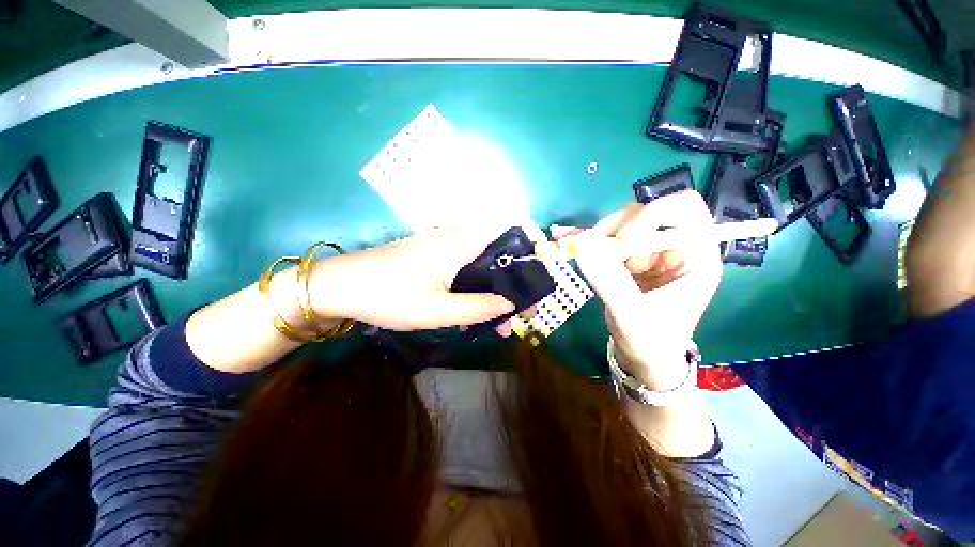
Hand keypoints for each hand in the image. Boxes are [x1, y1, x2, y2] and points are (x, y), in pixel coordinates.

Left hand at [309, 228, 515, 331]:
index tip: (540, 265)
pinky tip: (476, 312)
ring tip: (500, 322)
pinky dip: (479, 288)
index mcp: (460, 242)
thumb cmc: (387, 296)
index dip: (529, 238)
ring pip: (483, 263)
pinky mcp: (435, 257)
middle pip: (500, 250)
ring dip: (496, 288)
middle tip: (521, 312)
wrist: (340, 286)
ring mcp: (444, 247)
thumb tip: (511, 304)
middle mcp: (456, 238)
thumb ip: (478, 306)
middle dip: (516, 279)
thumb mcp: (437, 310)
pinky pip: (467, 268)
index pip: (507, 224)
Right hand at [553, 191, 721, 388]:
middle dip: (617, 226)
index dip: (652, 215)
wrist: (643, 357)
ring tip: (577, 249)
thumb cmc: (650, 341)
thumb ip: (608, 279)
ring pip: (623, 225)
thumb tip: (581, 245)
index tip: (622, 240)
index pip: (684, 210)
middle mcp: (675, 248)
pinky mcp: (629, 259)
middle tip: (591, 244)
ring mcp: (650, 252)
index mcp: (696, 257)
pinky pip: (608, 240)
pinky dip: (586, 239)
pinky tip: (565, 236)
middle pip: (648, 213)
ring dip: (599, 235)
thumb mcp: (631, 314)